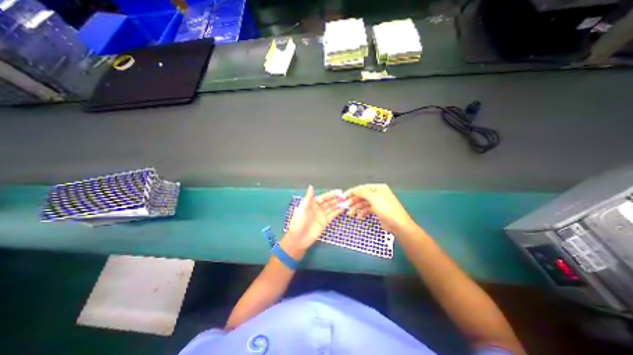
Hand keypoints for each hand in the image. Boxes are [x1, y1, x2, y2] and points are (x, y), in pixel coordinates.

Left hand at [283, 186, 344, 260]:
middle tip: (345, 197)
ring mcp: (322, 215)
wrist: (298, 238)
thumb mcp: (302, 208)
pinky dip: (337, 212)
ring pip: (331, 208)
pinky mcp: (325, 222)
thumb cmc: (298, 222)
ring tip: (346, 202)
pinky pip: (332, 216)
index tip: (339, 192)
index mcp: (311, 204)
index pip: (323, 197)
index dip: (331, 195)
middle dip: (336, 199)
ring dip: (338, 205)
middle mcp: (318, 208)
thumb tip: (311, 186)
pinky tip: (343, 209)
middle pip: (328, 202)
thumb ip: (308, 197)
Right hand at [346, 184, 415, 233]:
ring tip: (350, 214)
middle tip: (346, 206)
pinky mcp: (377, 211)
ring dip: (356, 208)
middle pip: (362, 195)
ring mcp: (377, 203)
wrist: (398, 225)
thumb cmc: (386, 209)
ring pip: (363, 203)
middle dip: (353, 201)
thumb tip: (354, 190)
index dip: (352, 192)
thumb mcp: (373, 198)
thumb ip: (362, 192)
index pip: (362, 188)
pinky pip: (367, 209)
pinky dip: (362, 212)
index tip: (344, 196)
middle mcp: (377, 194)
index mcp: (378, 188)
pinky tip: (359, 217)